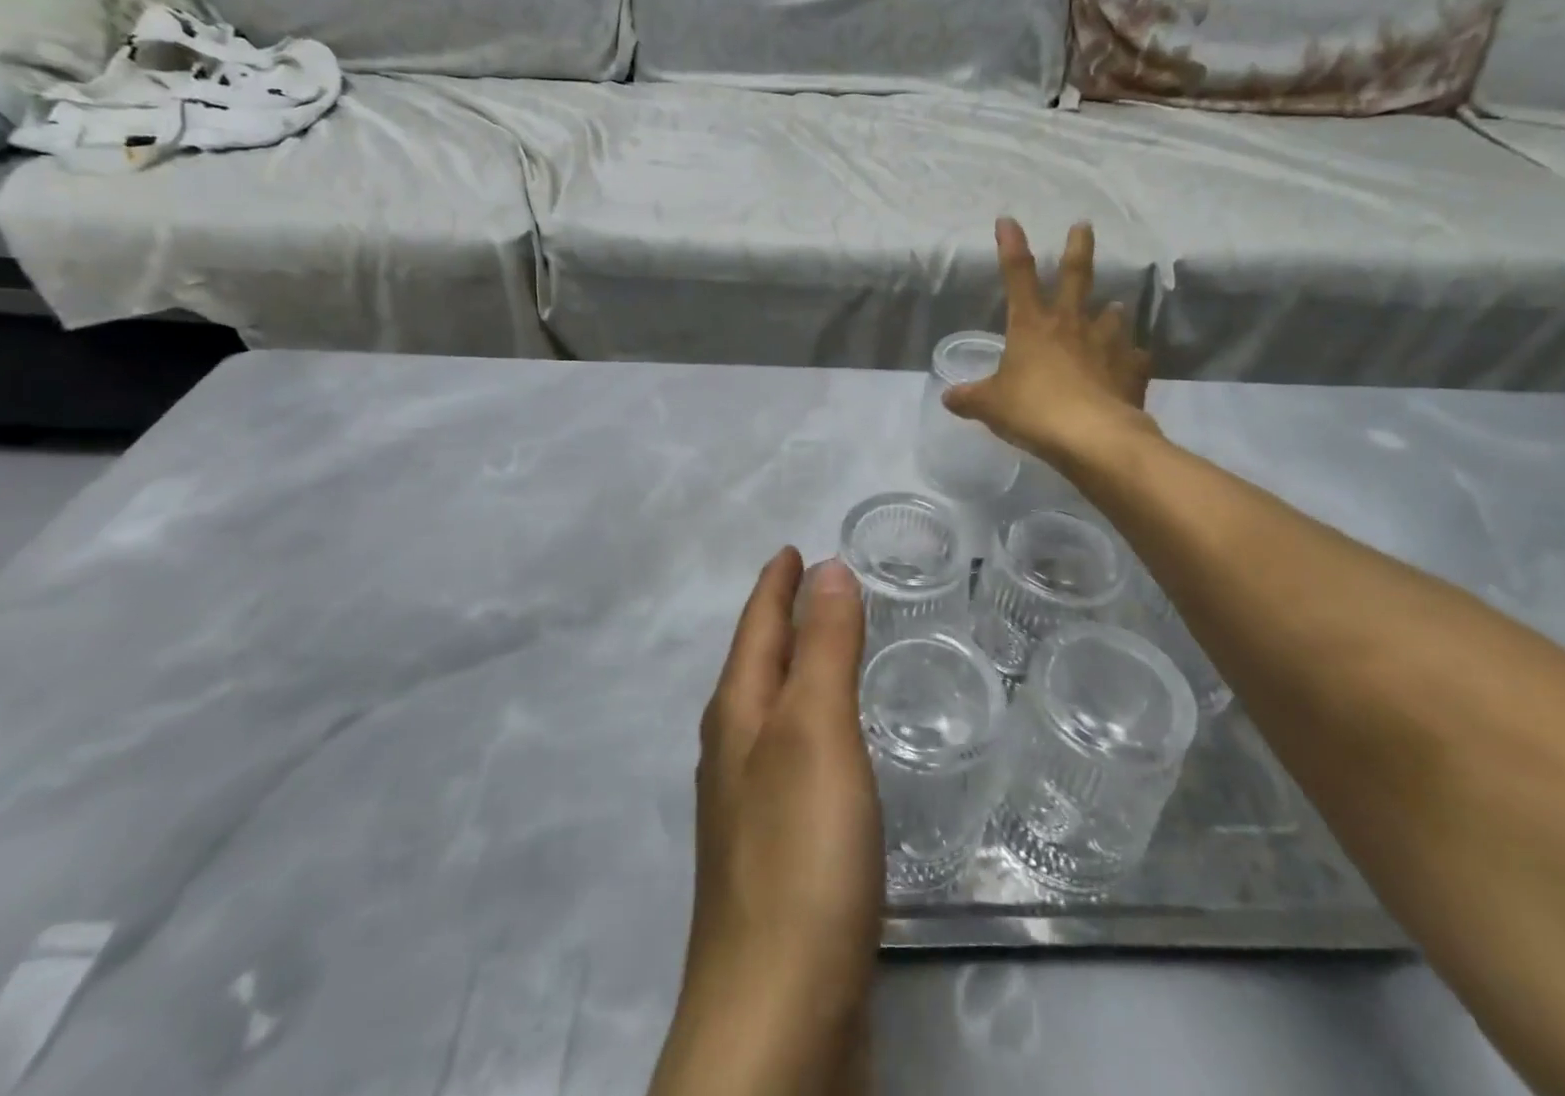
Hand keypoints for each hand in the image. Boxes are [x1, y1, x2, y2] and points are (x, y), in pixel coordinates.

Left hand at [650, 550, 881, 1095]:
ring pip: (772, 711)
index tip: (793, 548)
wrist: (777, 1016)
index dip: (776, 583)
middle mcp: (734, 751)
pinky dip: (811, 723)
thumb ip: (824, 648)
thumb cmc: (799, 852)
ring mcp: (749, 805)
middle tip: (816, 586)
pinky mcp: (776, 851)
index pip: (757, 626)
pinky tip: (831, 744)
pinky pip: (791, 756)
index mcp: (739, 715)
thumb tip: (826, 568)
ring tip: (825, 648)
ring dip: (794, 670)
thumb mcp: (817, 730)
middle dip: (781, 620)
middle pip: (757, 663)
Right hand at [944, 218, 1156, 463]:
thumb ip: (970, 399)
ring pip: (1112, 315)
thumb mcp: (991, 406)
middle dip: (1078, 247)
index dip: (1011, 245)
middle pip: (1077, 276)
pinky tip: (1131, 364)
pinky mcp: (1131, 370)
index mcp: (1031, 325)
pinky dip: (1131, 359)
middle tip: (1084, 225)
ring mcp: (1106, 345)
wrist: (1093, 437)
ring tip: (1114, 308)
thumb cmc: (1033, 411)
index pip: (1017, 275)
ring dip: (1111, 311)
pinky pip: (1134, 358)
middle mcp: (1071, 325)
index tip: (1008, 220)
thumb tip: (948, 397)